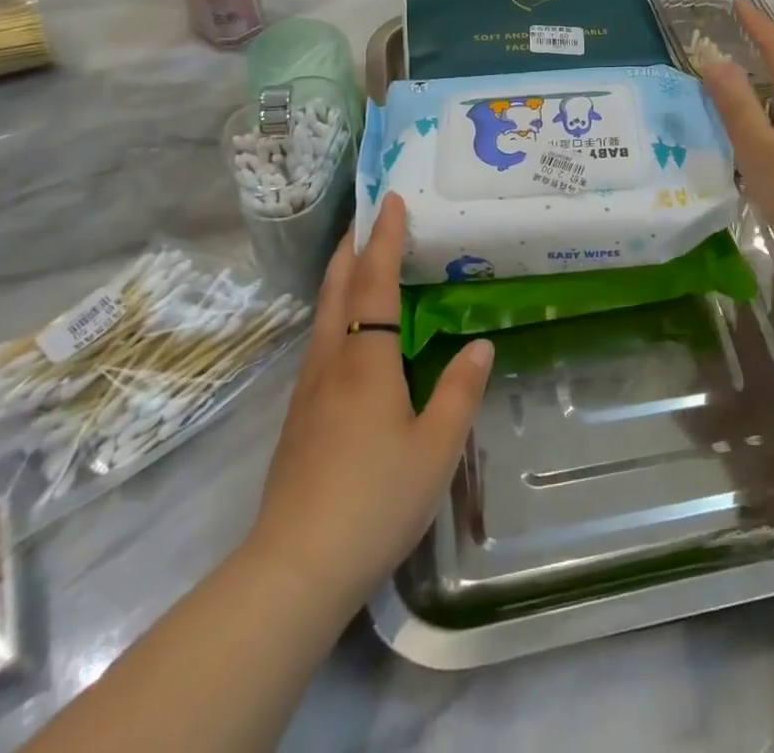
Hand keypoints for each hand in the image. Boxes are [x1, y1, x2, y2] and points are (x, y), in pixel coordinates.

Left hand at [246, 194, 491, 612]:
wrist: (293, 571)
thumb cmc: (374, 501)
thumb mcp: (436, 449)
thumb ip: (460, 392)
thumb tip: (480, 346)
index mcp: (365, 362)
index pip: (374, 284)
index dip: (383, 240)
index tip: (389, 202)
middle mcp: (330, 364)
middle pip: (335, 290)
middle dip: (350, 248)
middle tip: (366, 218)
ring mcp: (307, 392)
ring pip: (322, 316)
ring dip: (340, 279)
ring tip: (361, 264)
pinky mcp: (298, 419)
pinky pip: (320, 344)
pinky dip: (336, 315)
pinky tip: (351, 335)